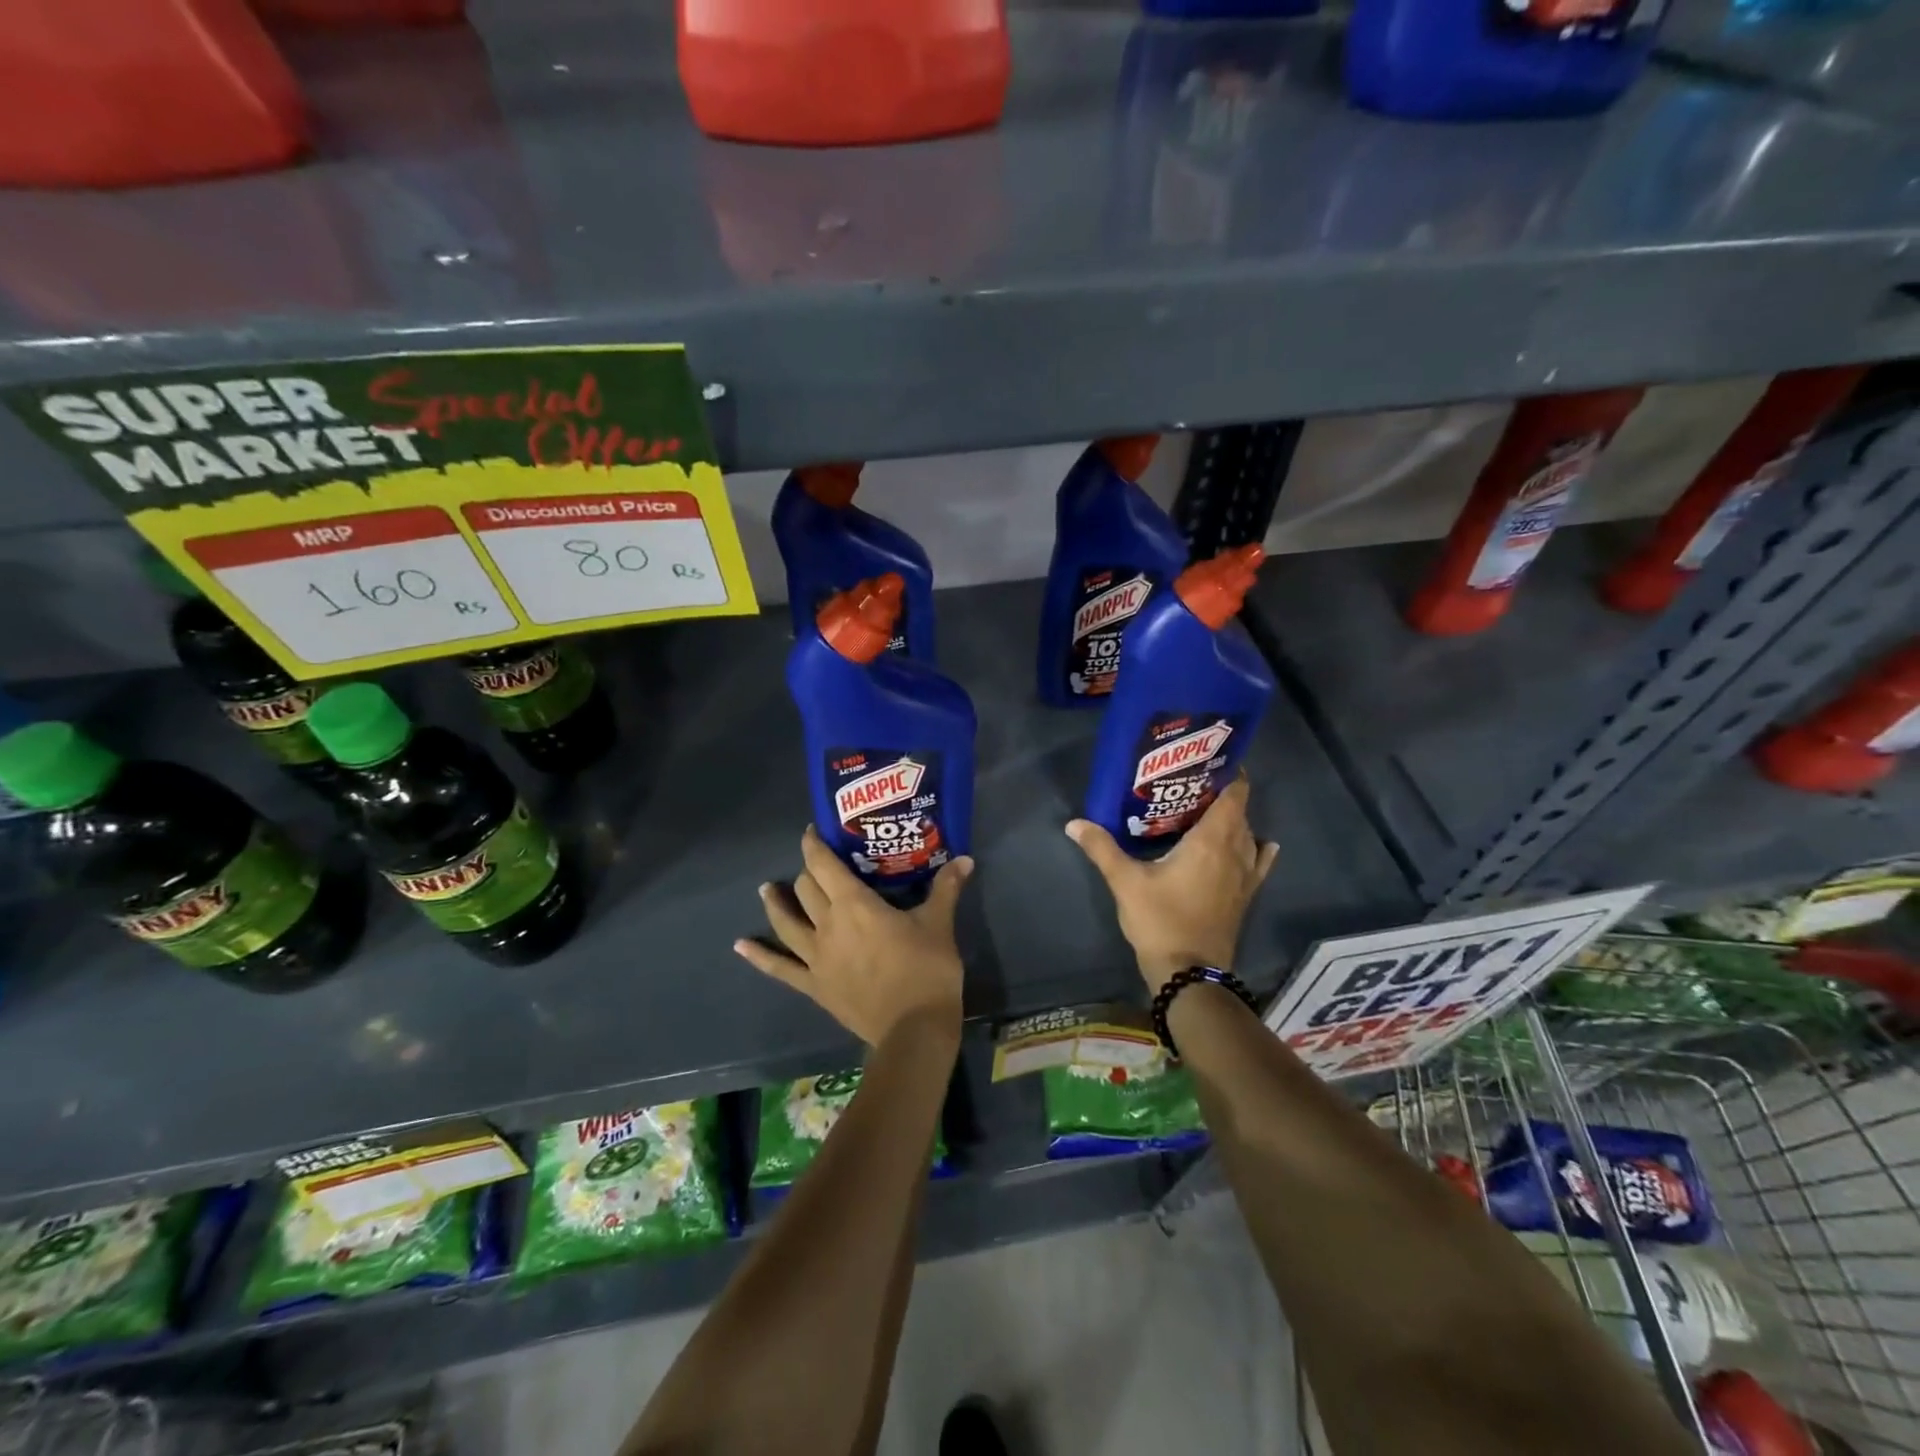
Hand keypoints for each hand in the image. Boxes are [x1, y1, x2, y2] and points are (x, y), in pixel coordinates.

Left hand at [734, 825, 971, 1047]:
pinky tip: (741, 945)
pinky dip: (759, 956)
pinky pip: (781, 968)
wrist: (914, 1029)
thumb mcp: (939, 924)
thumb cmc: (927, 969)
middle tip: (816, 865)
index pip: (825, 865)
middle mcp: (828, 925)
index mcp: (856, 904)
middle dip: (808, 872)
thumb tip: (965, 858)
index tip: (812, 831)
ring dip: (776, 903)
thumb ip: (946, 888)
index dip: (815, 845)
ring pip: (787, 922)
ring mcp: (817, 957)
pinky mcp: (815, 985)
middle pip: (807, 889)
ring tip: (767, 890)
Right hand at [1066, 774, 1277, 994]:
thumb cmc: (1160, 920)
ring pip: (1248, 835)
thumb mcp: (1125, 882)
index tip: (1209, 760)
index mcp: (1211, 840)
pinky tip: (1261, 844)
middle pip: (1239, 812)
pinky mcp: (1245, 896)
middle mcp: (1235, 851)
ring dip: (1234, 820)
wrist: (1190, 973)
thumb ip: (1102, 848)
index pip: (1233, 795)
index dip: (1228, 774)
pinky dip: (1259, 848)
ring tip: (1207, 810)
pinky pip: (1259, 862)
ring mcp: (1245, 876)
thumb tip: (1074, 823)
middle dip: (1221, 794)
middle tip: (1191, 783)